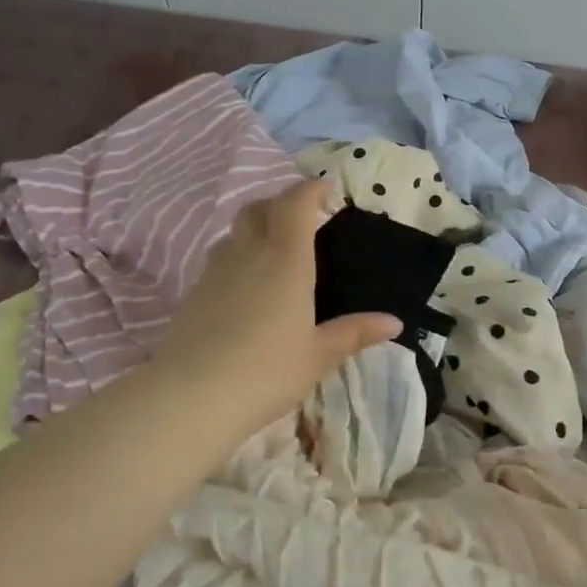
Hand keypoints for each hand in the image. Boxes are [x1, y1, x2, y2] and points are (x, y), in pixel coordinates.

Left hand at [157, 181, 401, 438]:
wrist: (191, 396)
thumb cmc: (267, 370)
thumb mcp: (320, 355)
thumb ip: (355, 332)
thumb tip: (395, 322)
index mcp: (286, 259)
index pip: (296, 203)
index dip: (311, 190)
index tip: (328, 192)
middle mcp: (249, 253)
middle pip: (259, 208)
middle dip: (282, 203)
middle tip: (304, 219)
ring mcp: (216, 270)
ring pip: (236, 231)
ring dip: (257, 228)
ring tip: (277, 251)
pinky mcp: (194, 292)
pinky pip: (221, 258)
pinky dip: (239, 256)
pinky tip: (249, 287)